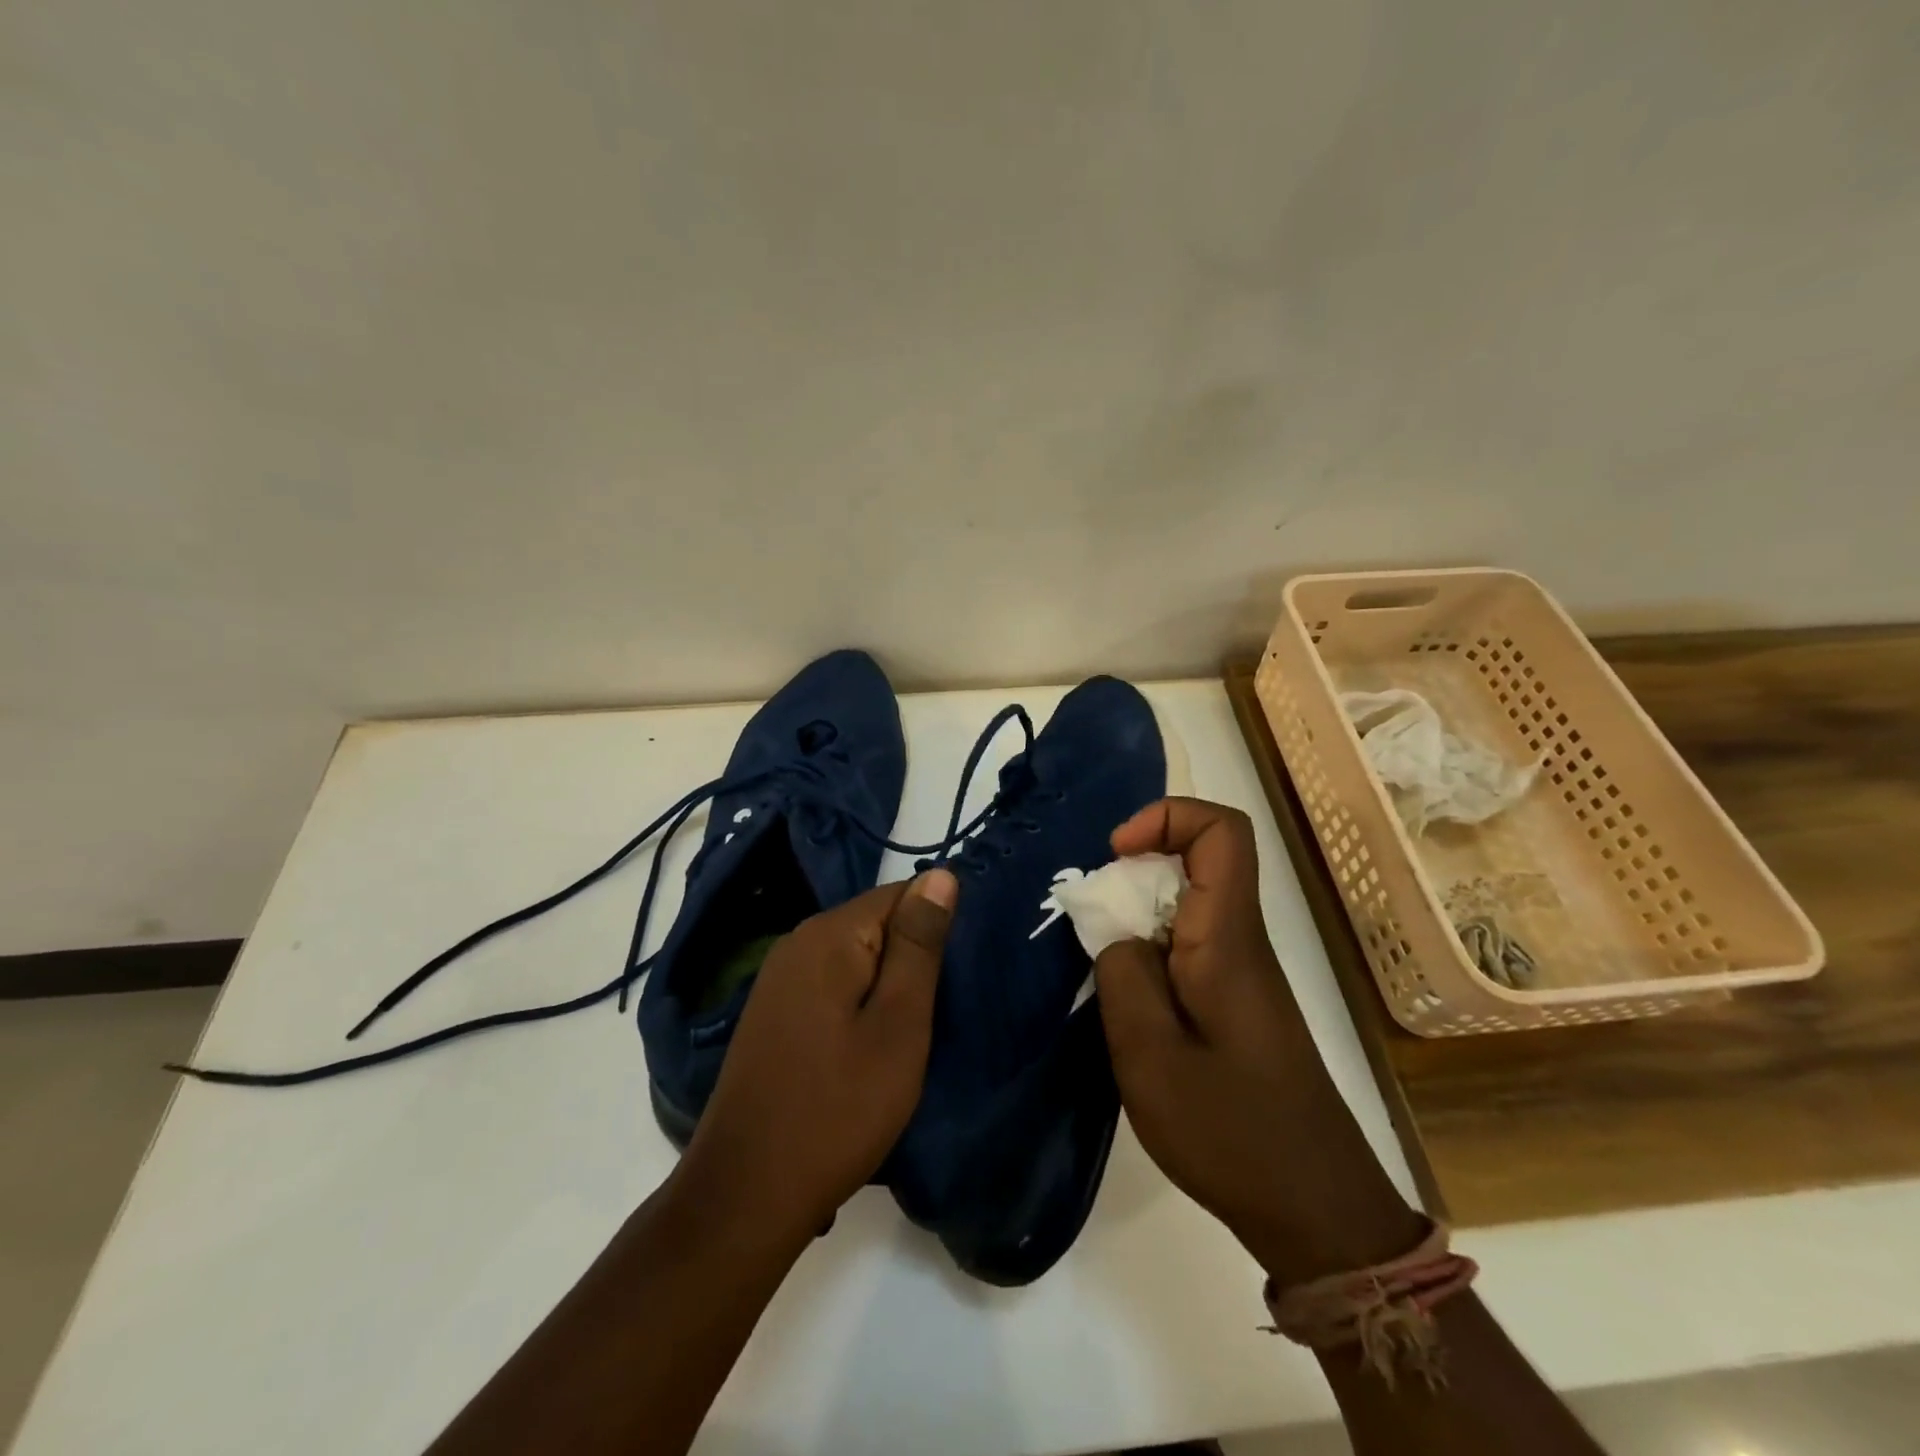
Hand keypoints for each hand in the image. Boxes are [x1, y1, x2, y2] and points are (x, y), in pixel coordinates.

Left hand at [672, 870, 957, 1246]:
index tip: (958, 974)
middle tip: (941, 1010)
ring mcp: (778, 979)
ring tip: (914, 1031)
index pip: (900, 894)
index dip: (936, 927)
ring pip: (854, 958)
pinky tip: (870, 1046)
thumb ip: (919, 945)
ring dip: (887, 985)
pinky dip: (859, 1004)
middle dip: (912, 958)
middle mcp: (797, 942)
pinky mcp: (772, 1013)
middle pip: (875, 924)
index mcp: (828, 935)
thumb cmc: (838, 1108)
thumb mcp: (898, 1024)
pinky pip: (831, 985)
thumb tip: (940, 875)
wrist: (746, 1194)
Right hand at [1094, 798, 1421, 1286]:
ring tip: (1098, 966)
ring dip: (1135, 916)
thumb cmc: (1231, 1131)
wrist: (1315, 1210)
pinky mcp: (1236, 1002)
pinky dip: (1147, 951)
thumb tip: (1115, 928)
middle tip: (1090, 922)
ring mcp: (1241, 973)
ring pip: (1187, 905)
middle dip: (1134, 872)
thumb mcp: (1150, 1055)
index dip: (1168, 817)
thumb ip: (1123, 974)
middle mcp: (1241, 941)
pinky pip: (1187, 945)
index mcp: (1228, 939)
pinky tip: (1125, 1002)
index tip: (1115, 853)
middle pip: (1198, 861)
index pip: (1223, 833)